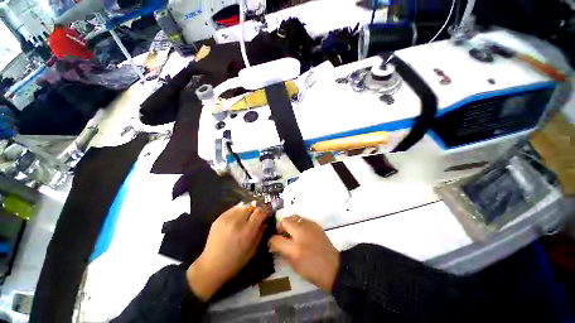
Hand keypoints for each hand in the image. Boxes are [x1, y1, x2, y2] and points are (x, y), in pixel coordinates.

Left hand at [187, 202, 267, 300]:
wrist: (211, 266)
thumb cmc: (235, 262)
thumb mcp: (252, 250)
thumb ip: (260, 233)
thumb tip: (265, 221)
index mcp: (247, 231)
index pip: (260, 212)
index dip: (266, 210)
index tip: (268, 211)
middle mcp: (237, 222)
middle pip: (251, 206)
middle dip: (257, 208)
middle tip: (258, 213)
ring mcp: (226, 218)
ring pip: (242, 205)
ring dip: (248, 208)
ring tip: (249, 214)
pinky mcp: (219, 218)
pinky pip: (233, 208)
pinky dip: (239, 209)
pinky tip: (239, 216)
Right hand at [269, 215, 339, 290]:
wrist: (333, 268)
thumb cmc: (312, 268)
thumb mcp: (293, 263)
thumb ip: (282, 250)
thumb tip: (274, 243)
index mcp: (294, 244)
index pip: (276, 237)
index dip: (272, 240)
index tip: (273, 243)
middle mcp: (301, 230)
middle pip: (286, 220)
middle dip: (282, 226)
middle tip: (284, 236)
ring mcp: (310, 225)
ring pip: (295, 217)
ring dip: (291, 223)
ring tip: (293, 234)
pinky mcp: (316, 225)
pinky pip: (303, 220)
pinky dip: (299, 224)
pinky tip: (302, 233)